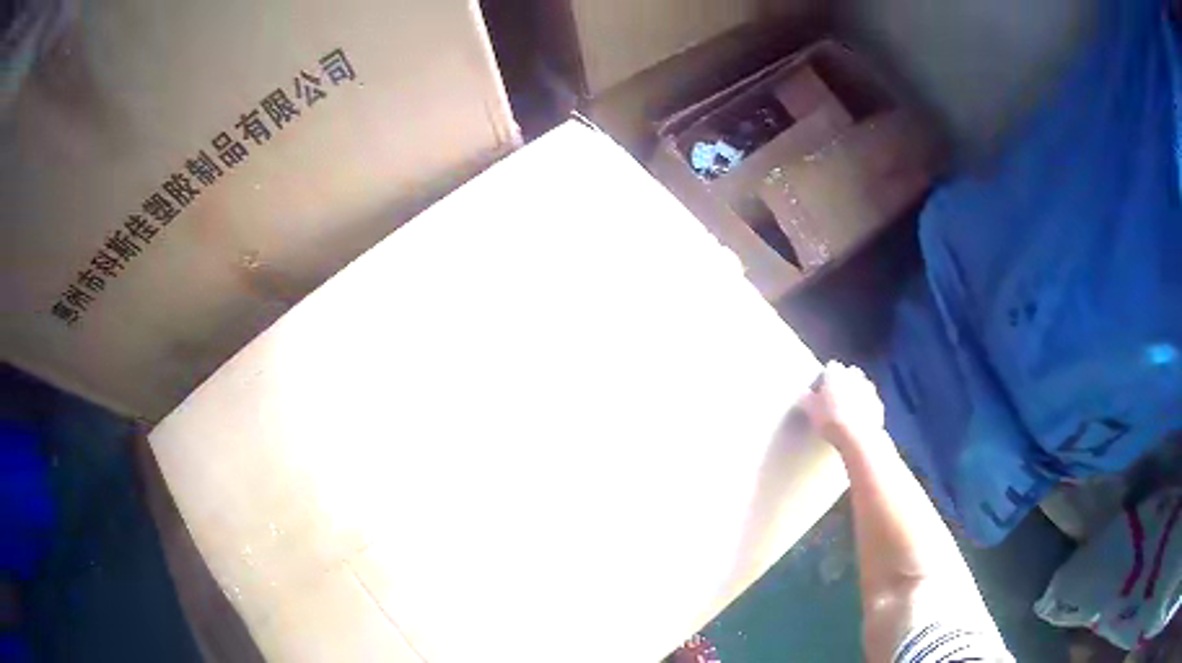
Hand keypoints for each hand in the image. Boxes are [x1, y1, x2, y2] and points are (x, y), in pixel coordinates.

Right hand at [800, 361, 885, 453]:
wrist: (857, 438)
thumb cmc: (830, 420)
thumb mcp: (809, 410)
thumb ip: (805, 398)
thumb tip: (802, 393)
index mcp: (837, 373)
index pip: (830, 368)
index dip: (824, 380)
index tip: (818, 394)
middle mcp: (855, 376)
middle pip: (848, 375)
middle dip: (843, 384)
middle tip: (834, 401)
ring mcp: (869, 390)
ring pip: (861, 388)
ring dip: (855, 395)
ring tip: (846, 413)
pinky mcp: (878, 405)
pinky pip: (869, 404)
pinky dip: (864, 409)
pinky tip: (857, 422)